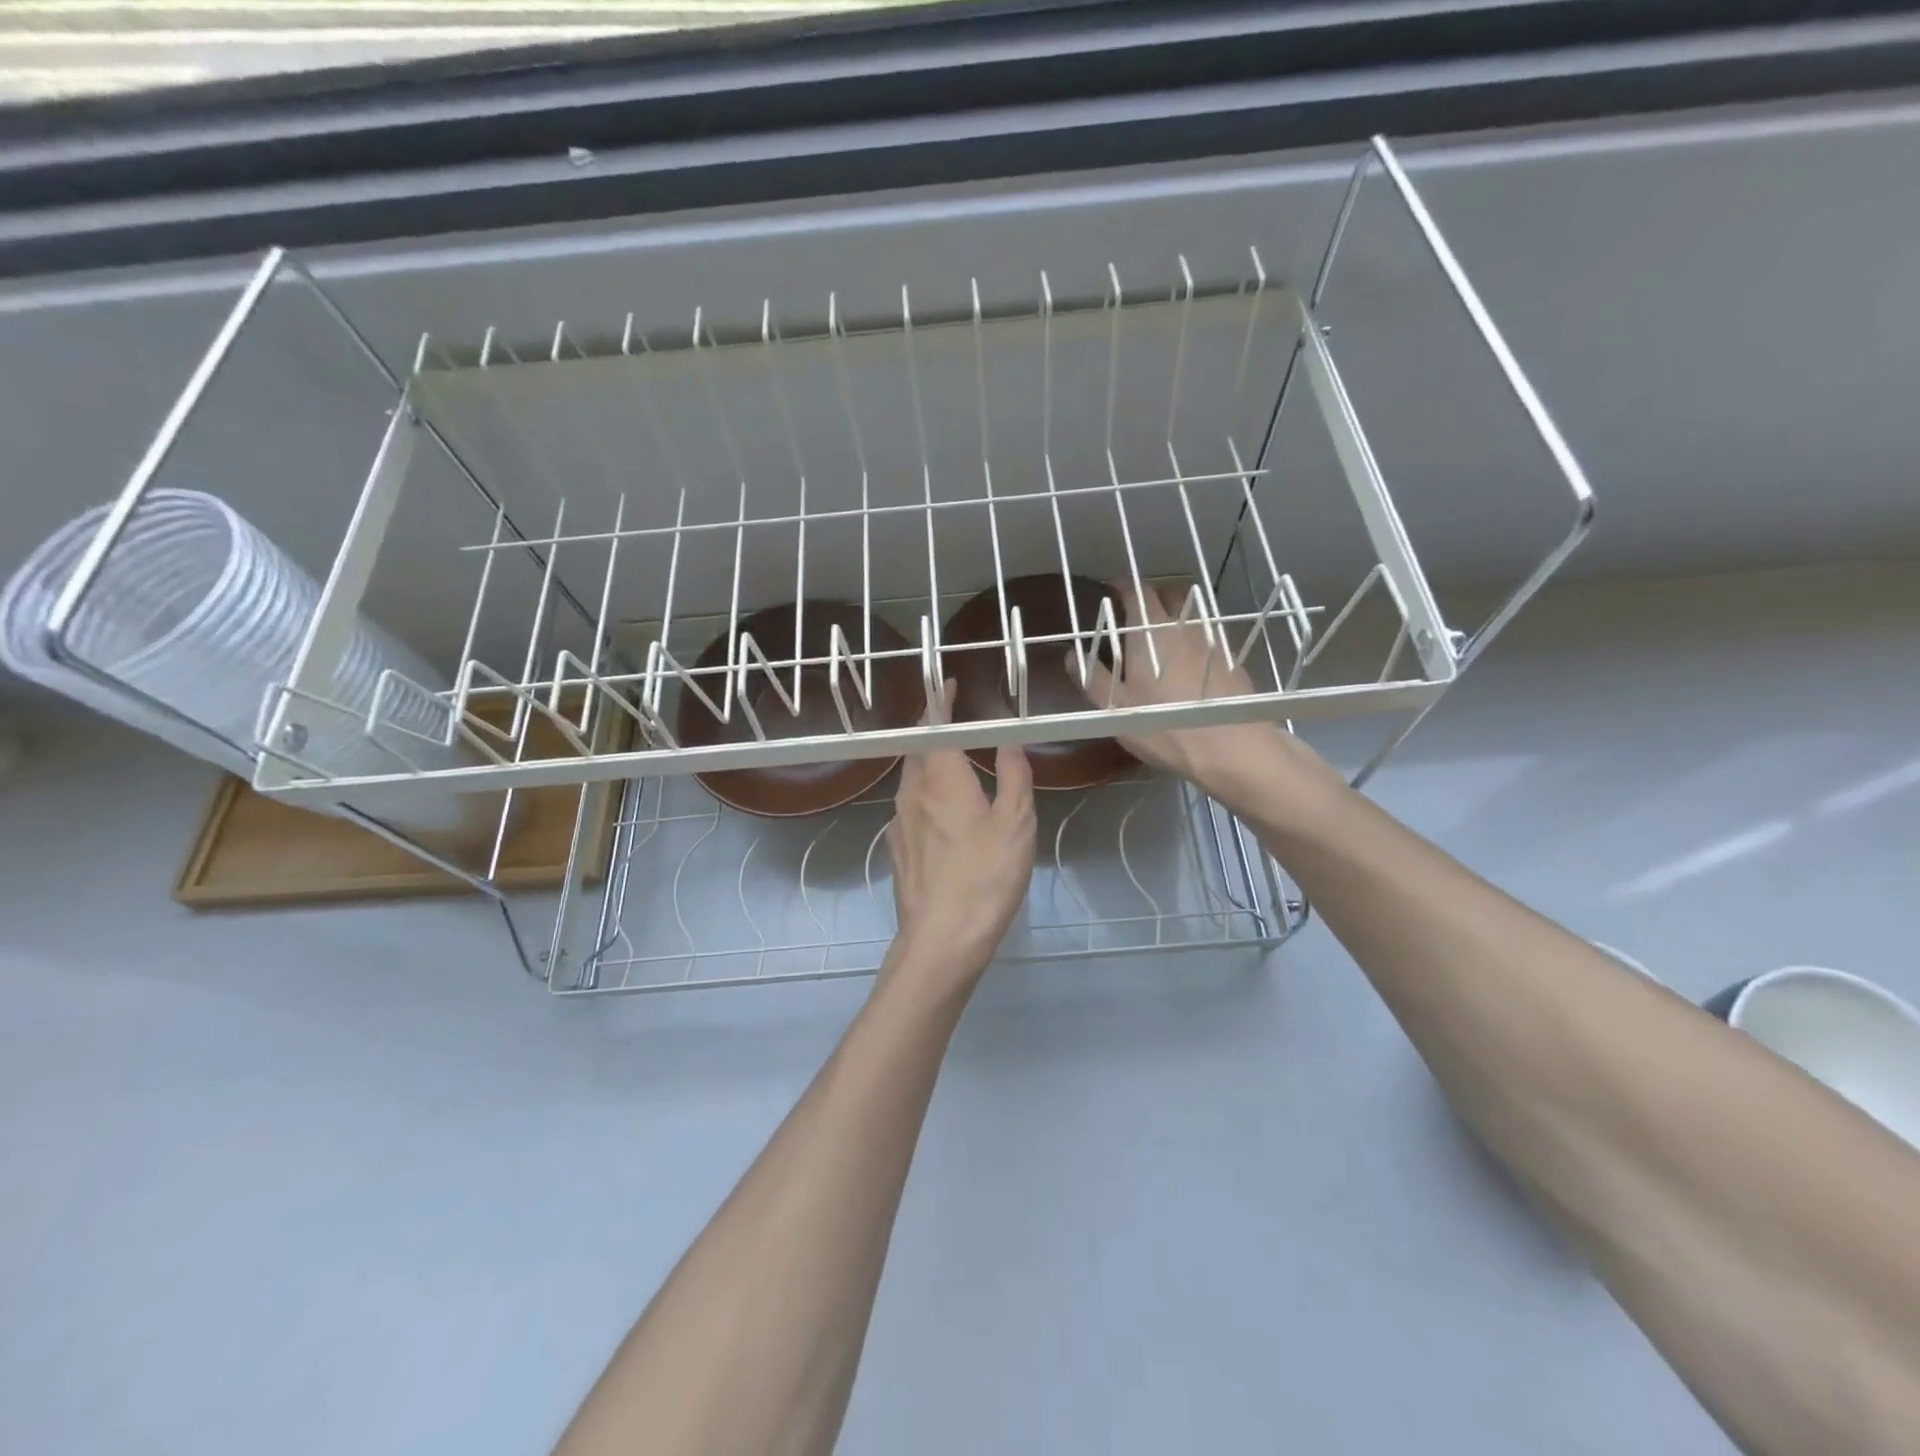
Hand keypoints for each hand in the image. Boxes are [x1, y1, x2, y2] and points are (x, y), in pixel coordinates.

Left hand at [884, 682, 1035, 999]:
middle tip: (959, 726)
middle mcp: (911, 791)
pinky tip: (945, 815)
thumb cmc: (985, 876)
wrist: (942, 939)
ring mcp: (898, 821)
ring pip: (911, 779)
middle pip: (918, 749)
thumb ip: (1014, 775)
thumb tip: (1008, 740)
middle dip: (935, 732)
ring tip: (956, 767)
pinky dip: (927, 795)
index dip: (941, 700)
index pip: (934, 725)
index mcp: (940, 777)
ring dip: (930, 764)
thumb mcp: (1016, 823)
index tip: (949, 684)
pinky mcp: (896, 848)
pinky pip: (910, 807)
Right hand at [1080, 580, 1297, 803]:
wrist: (1231, 747)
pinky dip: (1195, 641)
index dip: (1121, 586)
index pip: (1136, 591)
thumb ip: (1093, 678)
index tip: (1110, 589)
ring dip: (1175, 619)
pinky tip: (1191, 664)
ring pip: (1190, 616)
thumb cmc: (1163, 725)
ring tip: (1163, 639)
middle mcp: (1182, 626)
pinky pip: (1209, 638)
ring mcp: (1212, 640)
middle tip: (1136, 613)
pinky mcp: (1233, 659)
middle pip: (1167, 595)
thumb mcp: (1116, 708)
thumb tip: (1072, 656)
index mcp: (1150, 631)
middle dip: (1151, 597)